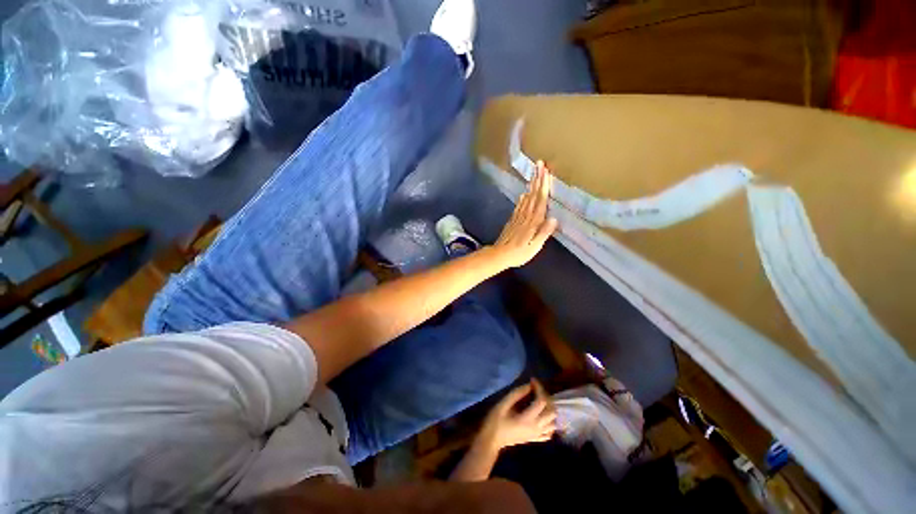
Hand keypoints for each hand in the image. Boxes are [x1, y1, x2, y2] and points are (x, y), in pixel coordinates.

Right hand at [478, 380, 556, 451]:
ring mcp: (536, 435)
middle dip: (546, 397)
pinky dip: (550, 423)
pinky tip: (543, 416)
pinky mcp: (535, 439)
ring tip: (540, 401)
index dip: (539, 388)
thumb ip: (517, 394)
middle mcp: (536, 428)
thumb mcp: (503, 404)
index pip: (541, 401)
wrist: (491, 440)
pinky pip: (549, 433)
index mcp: (528, 419)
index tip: (532, 380)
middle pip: (551, 412)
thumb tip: (529, 385)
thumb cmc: (495, 421)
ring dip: (549, 410)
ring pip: (553, 422)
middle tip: (536, 390)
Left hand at [493, 160, 557, 267]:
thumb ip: (543, 233)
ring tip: (534, 174)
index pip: (540, 201)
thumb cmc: (519, 253)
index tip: (546, 172)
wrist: (499, 254)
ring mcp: (518, 217)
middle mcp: (526, 216)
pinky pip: (519, 206)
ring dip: (531, 185)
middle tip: (540, 164)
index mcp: (533, 222)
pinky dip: (523, 198)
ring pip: (527, 198)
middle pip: (533, 195)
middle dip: (537, 179)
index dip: (544, 186)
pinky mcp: (512, 220)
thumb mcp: (534, 246)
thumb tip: (554, 218)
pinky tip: (524, 193)